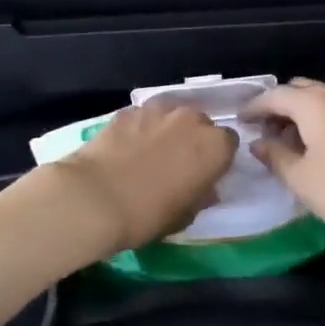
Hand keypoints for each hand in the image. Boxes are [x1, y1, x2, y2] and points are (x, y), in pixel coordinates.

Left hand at [47, 101, 236, 256]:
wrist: (95, 197)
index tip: (205, 173)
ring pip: (171, 114)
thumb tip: (205, 189)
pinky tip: (127, 147)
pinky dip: (141, 127)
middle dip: (193, 138)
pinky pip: (143, 116)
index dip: (217, 157)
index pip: (228, 142)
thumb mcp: (185, 216)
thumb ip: (201, 196)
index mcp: (214, 146)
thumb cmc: (148, 214)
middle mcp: (190, 118)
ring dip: (167, 128)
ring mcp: (157, 109)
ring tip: (151, 152)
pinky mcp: (128, 109)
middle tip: (178, 163)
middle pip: (200, 122)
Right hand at [243, 79, 324, 256]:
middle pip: (297, 91)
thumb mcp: (301, 179)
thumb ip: (274, 155)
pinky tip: (314, 148)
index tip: (239, 121)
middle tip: (262, 133)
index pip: (274, 96)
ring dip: (299, 115)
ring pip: (318, 100)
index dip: (253, 108)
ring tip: (286, 144)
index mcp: (314, 101)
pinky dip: (318, 121)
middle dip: (277, 108)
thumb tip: (258, 142)